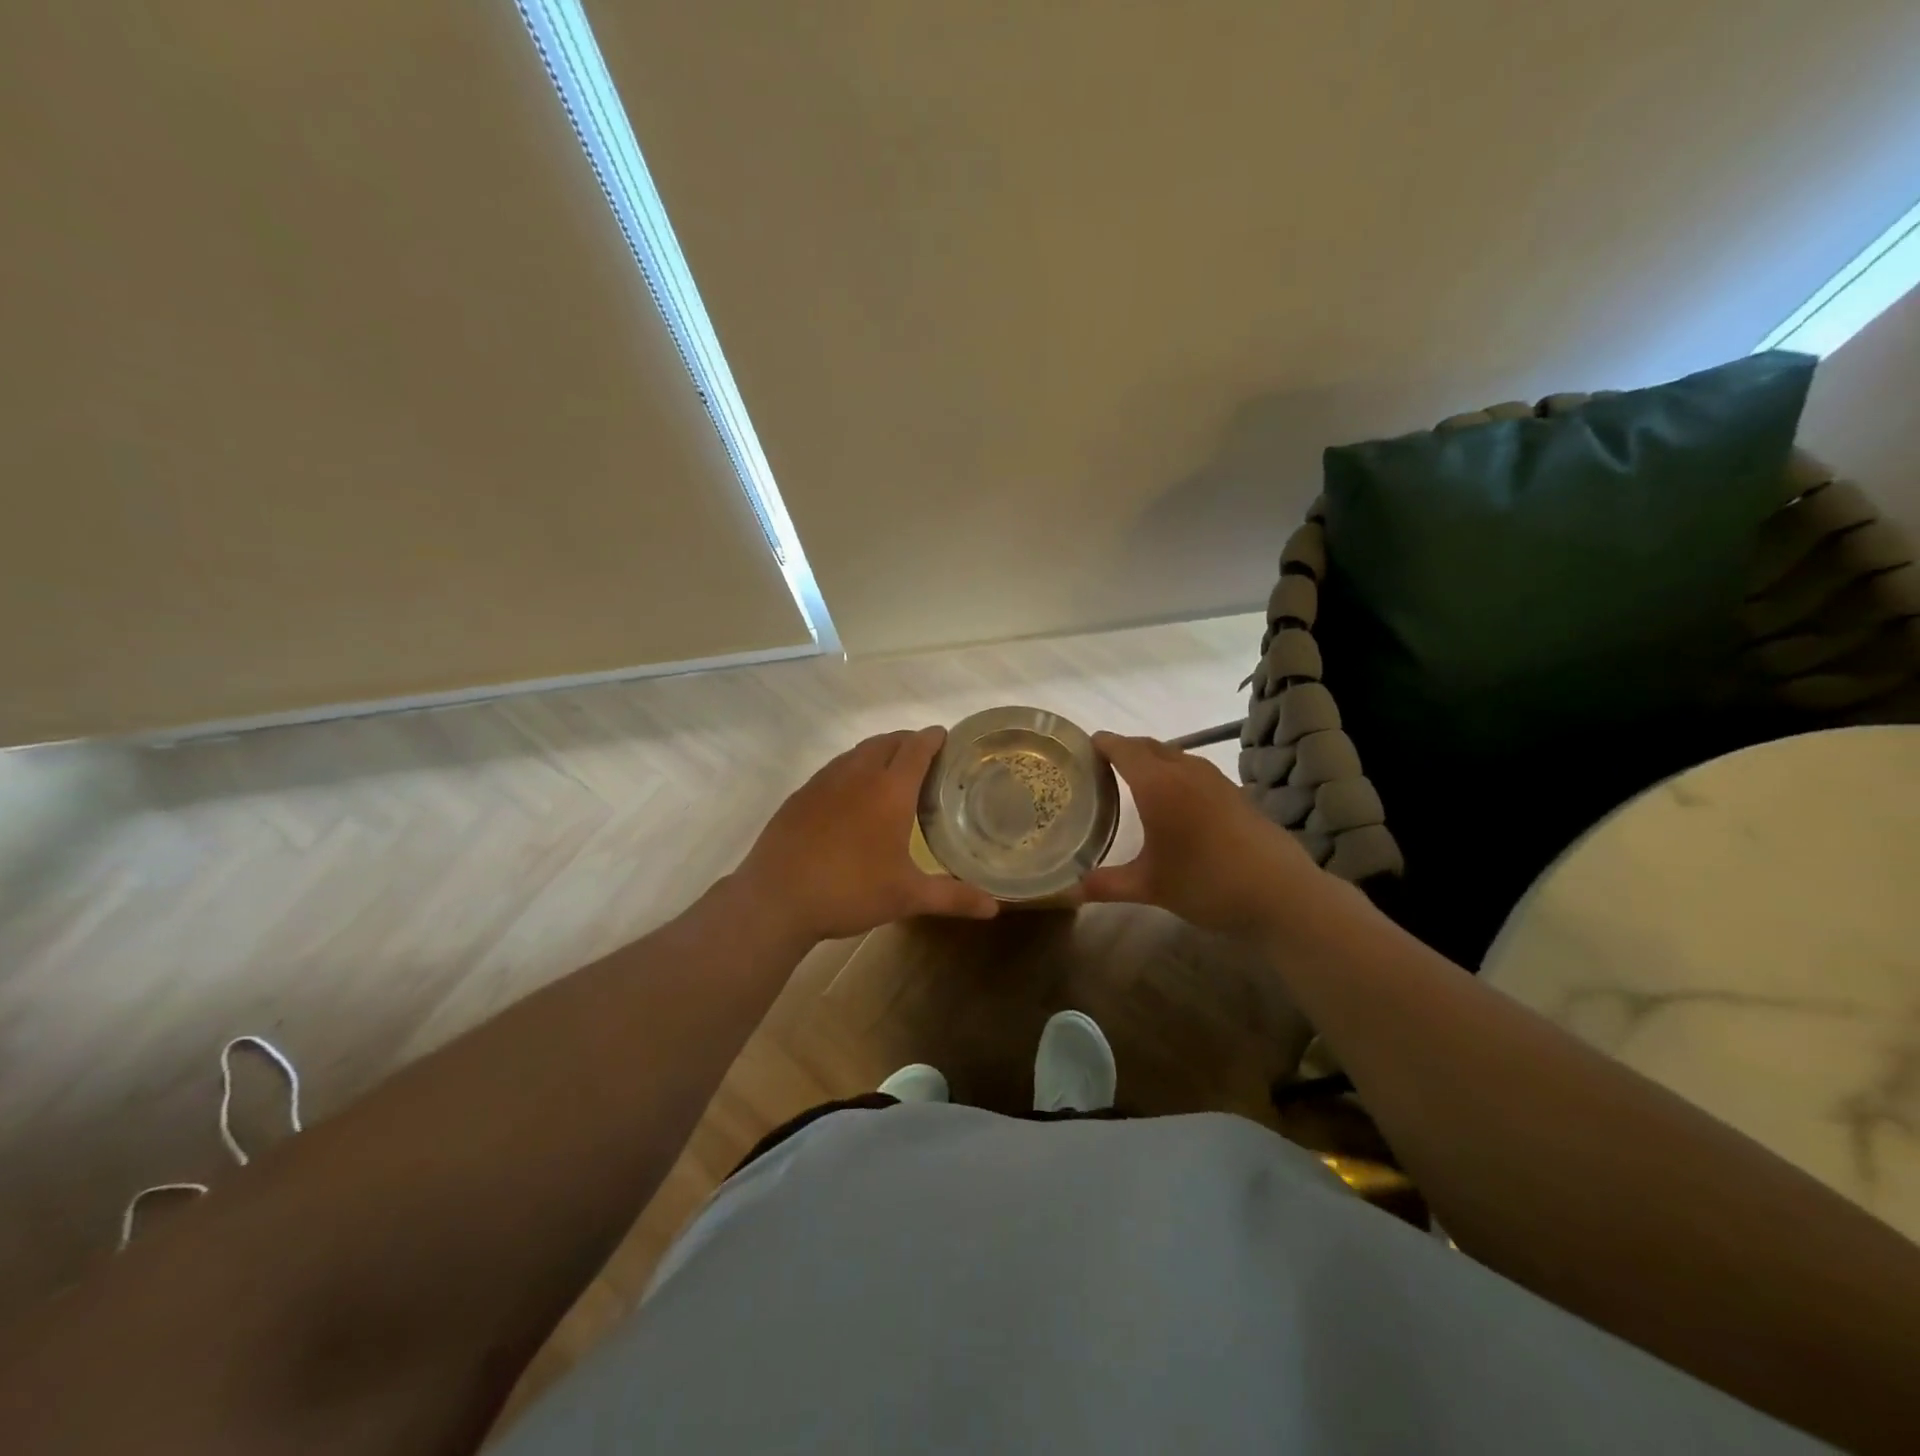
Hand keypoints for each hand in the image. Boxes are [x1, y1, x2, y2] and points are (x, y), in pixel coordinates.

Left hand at [737, 727, 1000, 943]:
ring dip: (878, 752)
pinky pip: (834, 769)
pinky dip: (851, 769)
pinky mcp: (800, 795)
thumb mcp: (906, 896)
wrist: (776, 898)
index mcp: (890, 790)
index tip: (945, 736)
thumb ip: (952, 897)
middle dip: (907, 741)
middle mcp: (857, 775)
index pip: (917, 748)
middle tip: (923, 757)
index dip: (933, 738)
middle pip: (887, 742)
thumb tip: (994, 907)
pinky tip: (850, 796)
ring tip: (890, 771)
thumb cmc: (850, 891)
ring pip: (857, 752)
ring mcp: (824, 782)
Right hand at [1080, 732, 1319, 935]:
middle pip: (1148, 746)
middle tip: (1100, 766)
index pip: (1123, 749)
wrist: (1281, 893)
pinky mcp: (1235, 791)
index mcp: (1158, 784)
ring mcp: (1215, 779)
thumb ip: (1107, 884)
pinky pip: (1193, 769)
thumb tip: (1070, 892)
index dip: (1102, 743)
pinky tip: (1174, 800)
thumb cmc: (1207, 883)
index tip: (1083, 745)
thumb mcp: (1150, 887)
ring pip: (1174, 755)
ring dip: (1151, 760)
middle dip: (1123, 749)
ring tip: (1133, 780)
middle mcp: (1185, 771)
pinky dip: (1174, 773)